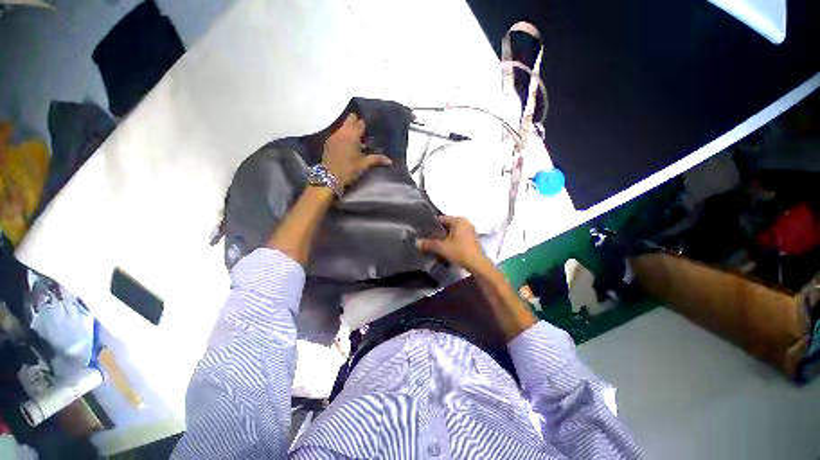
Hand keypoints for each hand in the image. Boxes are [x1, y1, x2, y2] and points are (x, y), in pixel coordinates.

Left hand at [322, 113, 391, 187]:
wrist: (329, 177)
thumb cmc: (349, 169)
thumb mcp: (364, 164)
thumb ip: (376, 159)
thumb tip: (390, 160)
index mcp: (352, 134)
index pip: (360, 122)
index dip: (366, 125)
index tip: (371, 130)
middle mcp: (342, 131)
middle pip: (350, 119)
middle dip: (357, 123)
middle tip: (365, 134)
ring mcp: (333, 135)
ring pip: (344, 126)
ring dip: (350, 130)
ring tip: (358, 141)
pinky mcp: (329, 141)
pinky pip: (338, 133)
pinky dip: (344, 136)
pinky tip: (349, 145)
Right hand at [416, 216, 492, 273]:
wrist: (477, 264)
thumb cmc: (460, 252)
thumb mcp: (442, 247)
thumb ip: (428, 244)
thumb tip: (416, 242)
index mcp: (459, 220)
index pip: (441, 219)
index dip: (431, 225)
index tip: (423, 231)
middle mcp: (465, 222)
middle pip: (446, 225)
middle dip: (437, 232)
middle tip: (427, 238)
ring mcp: (469, 231)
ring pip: (452, 232)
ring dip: (444, 237)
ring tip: (434, 243)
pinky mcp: (471, 239)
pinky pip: (457, 236)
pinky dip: (451, 240)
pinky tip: (445, 247)